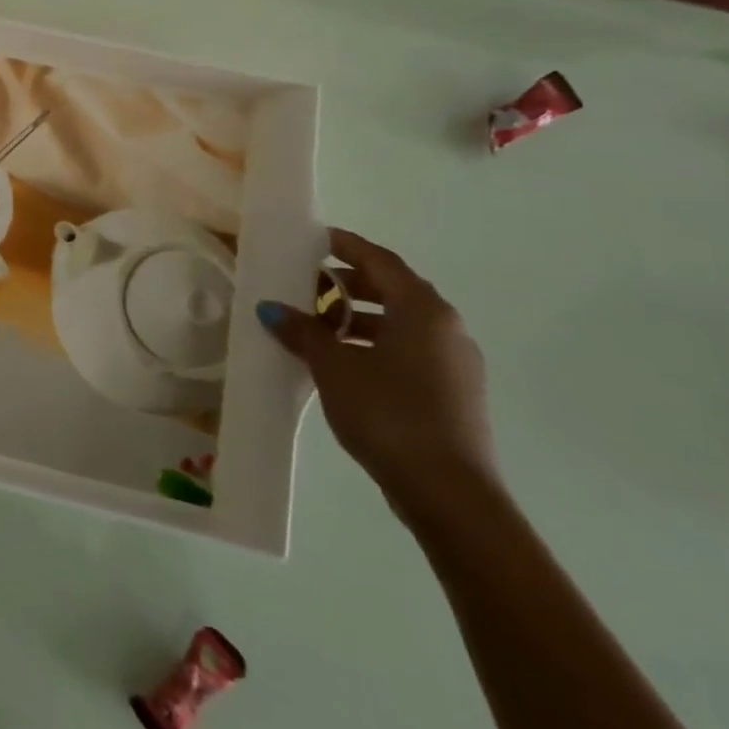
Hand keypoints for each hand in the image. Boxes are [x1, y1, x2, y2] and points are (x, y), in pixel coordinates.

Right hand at [257, 229, 498, 524]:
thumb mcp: (333, 366)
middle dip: (347, 284)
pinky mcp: (452, 392)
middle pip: (393, 289)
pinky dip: (374, 343)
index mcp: (423, 310)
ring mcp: (455, 362)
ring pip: (401, 322)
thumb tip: (272, 308)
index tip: (314, 239)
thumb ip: (303, 331)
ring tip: (316, 327)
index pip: (380, 261)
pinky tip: (342, 361)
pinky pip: (408, 349)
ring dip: (358, 317)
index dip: (345, 246)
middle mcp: (447, 328)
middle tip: (306, 286)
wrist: (447, 490)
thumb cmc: (388, 412)